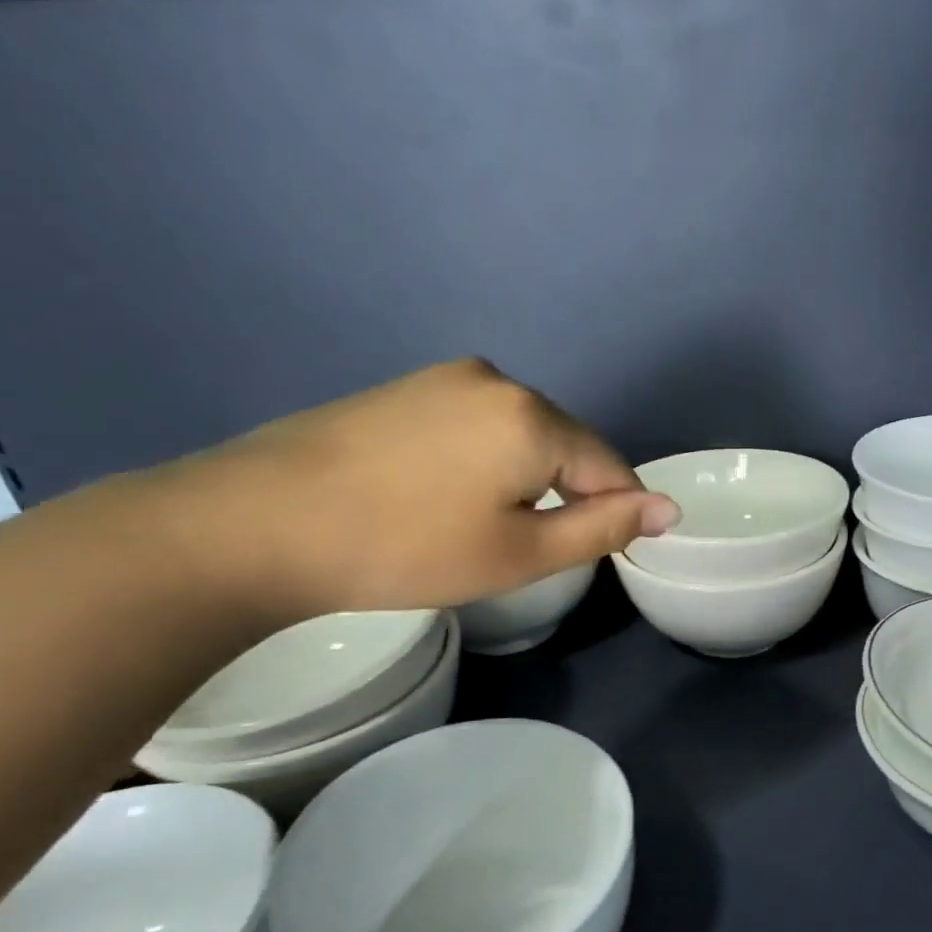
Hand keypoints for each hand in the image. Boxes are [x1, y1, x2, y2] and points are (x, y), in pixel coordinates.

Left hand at [142, 358, 679, 618]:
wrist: (262, 523)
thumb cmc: (408, 548)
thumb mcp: (522, 553)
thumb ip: (604, 528)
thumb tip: (670, 508)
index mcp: (534, 417)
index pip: (610, 466)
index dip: (616, 513)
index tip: (597, 554)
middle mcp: (498, 380)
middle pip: (566, 445)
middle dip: (568, 494)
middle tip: (528, 551)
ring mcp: (446, 378)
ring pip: (522, 435)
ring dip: (527, 479)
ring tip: (485, 528)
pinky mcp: (408, 388)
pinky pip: (478, 426)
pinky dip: (486, 463)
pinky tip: (448, 497)